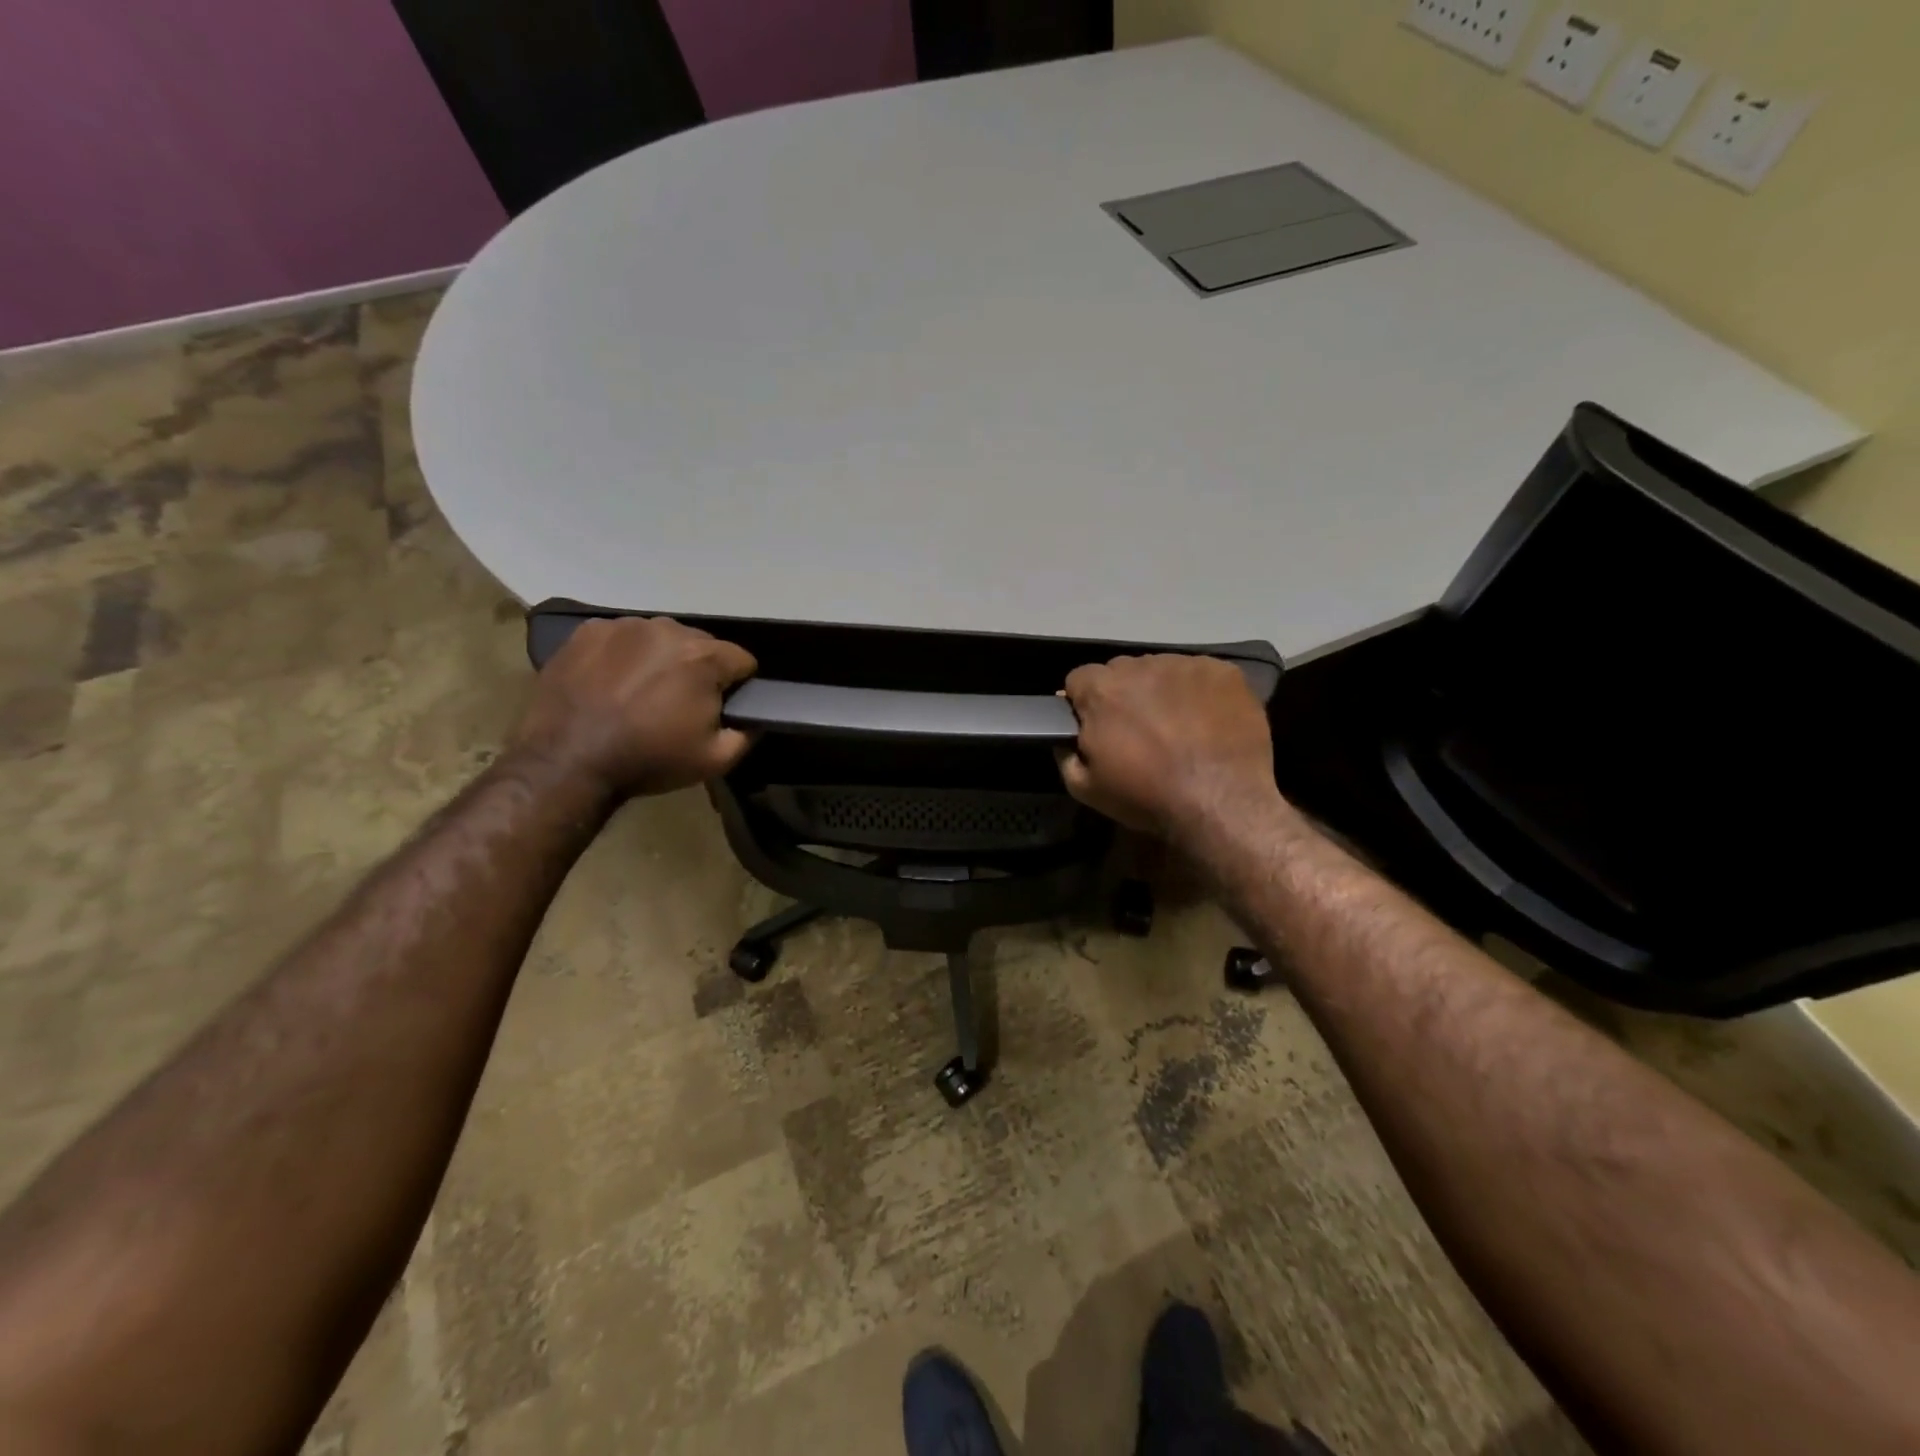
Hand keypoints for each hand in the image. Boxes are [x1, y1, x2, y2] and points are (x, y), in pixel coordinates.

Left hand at [512, 617, 756, 799]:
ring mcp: (623, 626)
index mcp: (704, 657)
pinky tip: (611, 683)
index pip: (742, 660)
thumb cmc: (649, 760)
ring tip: (642, 693)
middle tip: (679, 704)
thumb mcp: (715, 760)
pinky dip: (623, 655)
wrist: (567, 762)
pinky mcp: (587, 632)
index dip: (738, 685)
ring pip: (660, 638)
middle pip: (701, 644)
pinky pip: (621, 638)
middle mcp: (667, 629)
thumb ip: (747, 735)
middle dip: (699, 669)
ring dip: (661, 659)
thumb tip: (754, 719)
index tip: (722, 707)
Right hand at [1058, 655, 1282, 840]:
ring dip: (1162, 691)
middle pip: (1122, 671)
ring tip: (1178, 727)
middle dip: (1125, 695)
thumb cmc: (1147, 796)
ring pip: (1162, 670)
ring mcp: (1185, 664)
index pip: (1079, 679)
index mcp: (1102, 689)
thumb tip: (1065, 736)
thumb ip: (1065, 754)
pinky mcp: (1223, 671)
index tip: (1098, 727)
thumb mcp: (1085, 788)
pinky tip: (1207, 722)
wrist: (1221, 803)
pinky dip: (1199, 692)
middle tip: (1140, 730)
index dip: (1085, 703)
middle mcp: (1141, 665)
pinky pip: (1201, 674)